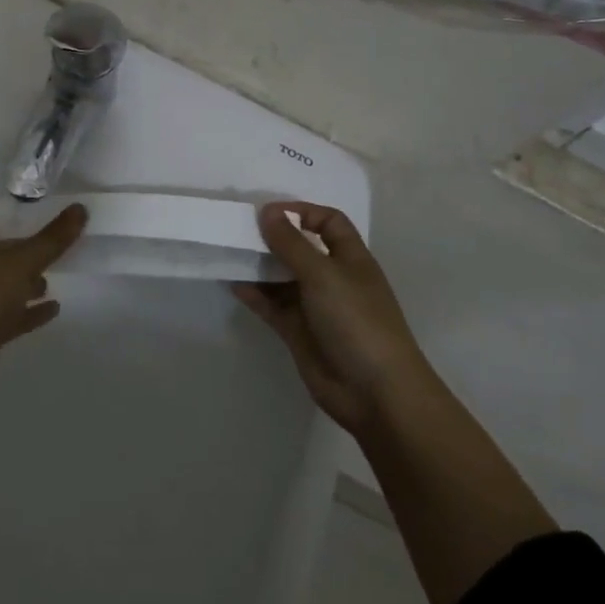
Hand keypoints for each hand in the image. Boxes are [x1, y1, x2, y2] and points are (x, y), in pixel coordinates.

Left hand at [0, 200, 85, 435]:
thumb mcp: (22, 262)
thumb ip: (52, 239)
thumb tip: (80, 208)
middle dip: (8, 249)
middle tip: (35, 242)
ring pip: (0, 286)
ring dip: (21, 282)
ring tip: (48, 278)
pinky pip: (11, 317)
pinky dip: (30, 312)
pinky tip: (53, 308)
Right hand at [234, 203, 421, 436]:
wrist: (375, 393)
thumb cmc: (356, 320)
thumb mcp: (323, 274)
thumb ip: (291, 243)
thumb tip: (268, 211)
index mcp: (350, 259)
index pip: (328, 222)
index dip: (302, 212)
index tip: (269, 212)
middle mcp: (332, 278)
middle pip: (300, 248)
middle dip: (273, 238)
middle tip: (238, 229)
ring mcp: (315, 307)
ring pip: (282, 277)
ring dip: (259, 266)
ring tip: (229, 253)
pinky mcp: (299, 332)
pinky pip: (272, 305)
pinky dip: (254, 294)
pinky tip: (234, 284)